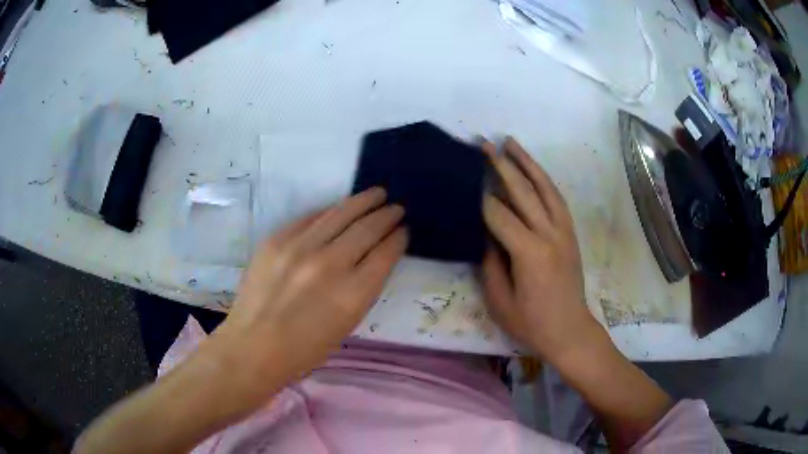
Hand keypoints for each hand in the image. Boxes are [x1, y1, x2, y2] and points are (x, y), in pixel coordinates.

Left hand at [214, 187, 407, 390]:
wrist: (253, 345)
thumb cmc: (305, 348)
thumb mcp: (347, 325)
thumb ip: (363, 288)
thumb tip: (374, 258)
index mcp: (353, 294)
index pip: (385, 254)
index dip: (398, 239)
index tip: (403, 231)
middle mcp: (330, 265)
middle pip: (367, 228)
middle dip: (386, 215)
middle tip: (396, 208)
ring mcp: (300, 247)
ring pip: (340, 213)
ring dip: (363, 201)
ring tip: (376, 194)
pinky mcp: (277, 239)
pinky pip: (310, 217)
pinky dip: (329, 212)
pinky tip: (338, 209)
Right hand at [480, 138, 605, 362]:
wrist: (569, 330)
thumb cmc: (531, 323)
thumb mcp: (499, 299)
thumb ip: (490, 261)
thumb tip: (485, 231)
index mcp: (529, 253)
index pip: (499, 215)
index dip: (480, 196)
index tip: (465, 178)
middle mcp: (549, 234)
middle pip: (523, 192)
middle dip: (501, 165)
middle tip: (485, 144)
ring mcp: (563, 231)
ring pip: (545, 188)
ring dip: (527, 163)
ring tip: (511, 142)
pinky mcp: (570, 233)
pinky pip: (557, 199)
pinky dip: (544, 180)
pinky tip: (533, 169)